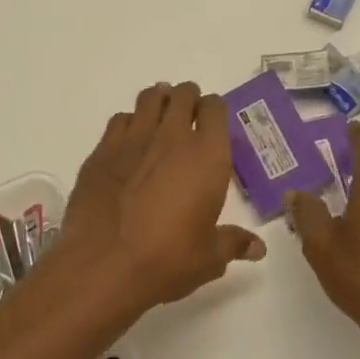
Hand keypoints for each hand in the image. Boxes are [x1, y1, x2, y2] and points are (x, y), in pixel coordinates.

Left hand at [58, 81, 266, 311]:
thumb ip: (233, 243)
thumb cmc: (167, 259)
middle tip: (188, 116)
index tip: (212, 122)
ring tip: (160, 116)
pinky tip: (129, 142)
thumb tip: (258, 248)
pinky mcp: (101, 151)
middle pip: (182, 94)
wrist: (103, 264)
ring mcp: (133, 140)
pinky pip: (119, 120)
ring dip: (158, 101)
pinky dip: (128, 122)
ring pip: (149, 98)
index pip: (215, 108)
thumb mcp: (209, 257)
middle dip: (188, 99)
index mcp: (207, 155)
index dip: (214, 110)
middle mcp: (171, 137)